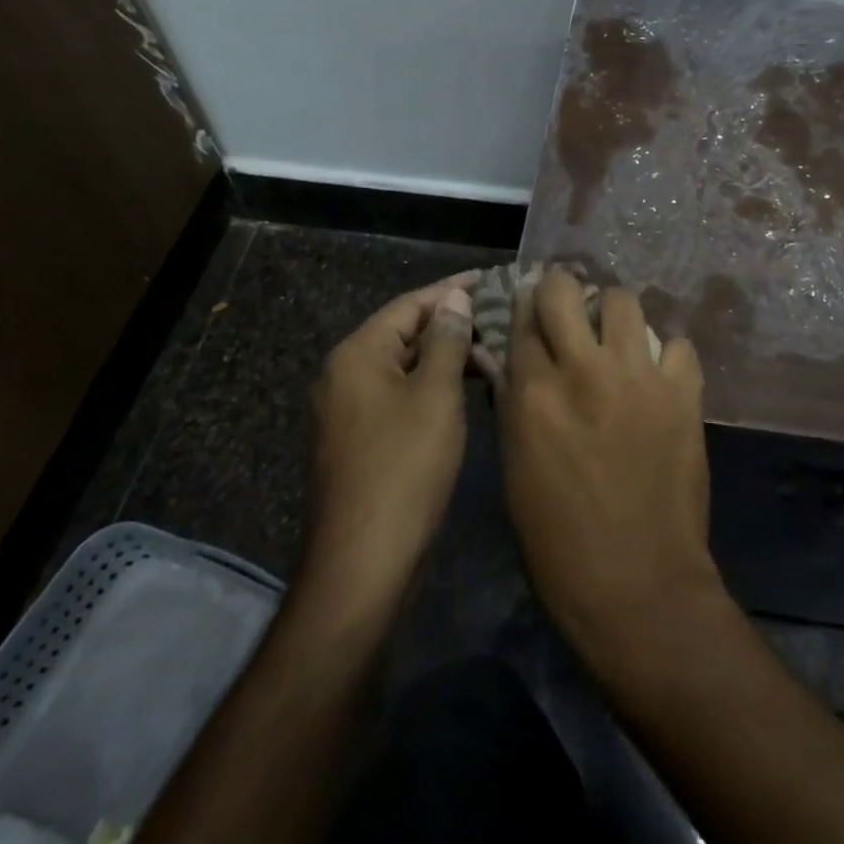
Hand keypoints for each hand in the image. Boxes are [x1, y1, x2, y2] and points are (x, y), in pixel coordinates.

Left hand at [305, 273, 476, 603]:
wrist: (362, 564)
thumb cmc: (404, 469)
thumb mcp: (436, 396)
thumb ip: (446, 340)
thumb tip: (455, 298)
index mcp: (357, 355)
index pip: (410, 304)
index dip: (452, 290)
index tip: (492, 279)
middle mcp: (343, 375)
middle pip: (403, 333)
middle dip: (451, 323)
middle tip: (500, 316)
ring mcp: (347, 410)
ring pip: (403, 366)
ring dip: (444, 356)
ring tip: (492, 349)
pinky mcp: (357, 440)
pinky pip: (397, 395)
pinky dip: (430, 386)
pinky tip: (465, 390)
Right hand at [498, 268, 721, 664]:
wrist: (639, 587)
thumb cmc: (560, 543)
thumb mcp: (516, 470)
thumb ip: (517, 405)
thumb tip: (518, 363)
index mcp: (533, 394)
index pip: (522, 320)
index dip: (524, 311)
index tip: (531, 312)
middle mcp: (583, 370)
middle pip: (565, 290)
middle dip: (562, 291)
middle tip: (570, 309)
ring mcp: (638, 376)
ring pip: (624, 300)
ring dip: (615, 314)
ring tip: (618, 338)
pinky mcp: (683, 392)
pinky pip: (677, 343)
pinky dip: (667, 354)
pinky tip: (660, 376)